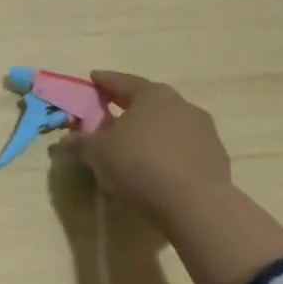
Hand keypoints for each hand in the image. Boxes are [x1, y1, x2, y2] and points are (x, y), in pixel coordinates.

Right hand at [58, 71, 233, 238]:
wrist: (195, 204)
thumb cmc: (140, 165)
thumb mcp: (99, 153)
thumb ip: (81, 142)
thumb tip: (65, 140)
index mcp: (152, 95)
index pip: (123, 81)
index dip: (105, 81)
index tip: (93, 79)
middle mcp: (181, 105)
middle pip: (150, 101)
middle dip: (130, 106)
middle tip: (112, 112)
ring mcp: (204, 131)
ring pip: (170, 124)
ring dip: (153, 131)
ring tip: (136, 145)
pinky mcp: (217, 157)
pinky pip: (185, 148)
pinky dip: (169, 152)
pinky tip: (159, 168)